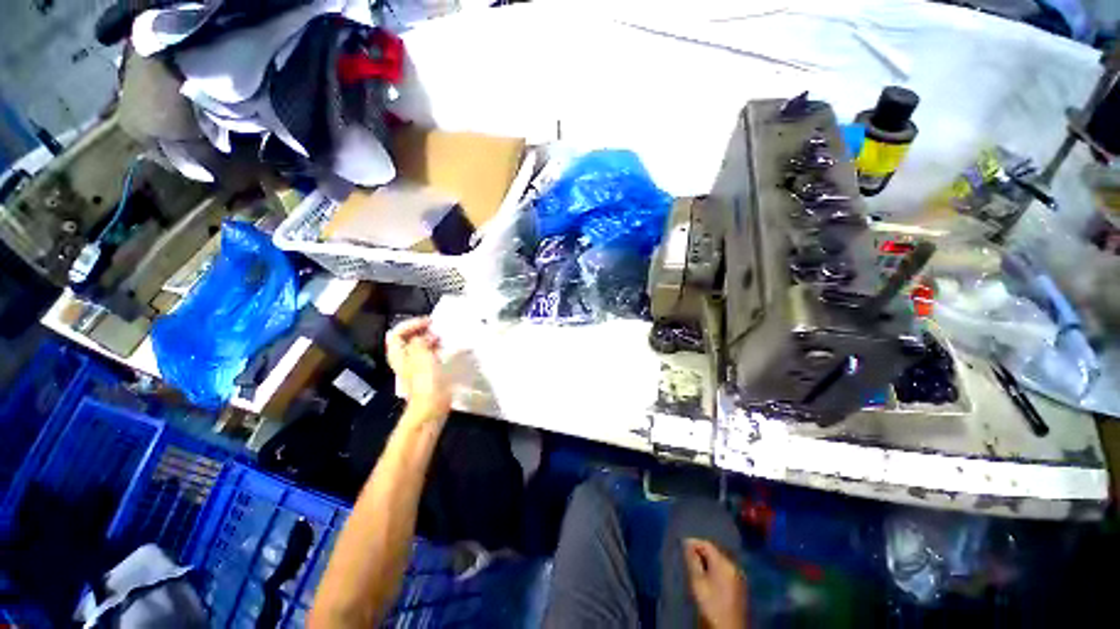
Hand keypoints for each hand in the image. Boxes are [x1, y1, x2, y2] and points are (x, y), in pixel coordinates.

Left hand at [386, 317, 450, 424]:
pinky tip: (446, 350)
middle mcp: (404, 360)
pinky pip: (429, 356)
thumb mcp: (422, 355)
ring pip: (419, 347)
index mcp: (399, 355)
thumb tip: (424, 337)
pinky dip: (436, 350)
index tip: (428, 322)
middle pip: (407, 339)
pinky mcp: (426, 374)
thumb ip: (420, 341)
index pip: (397, 333)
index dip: (411, 324)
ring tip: (442, 338)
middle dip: (421, 331)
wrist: (431, 406)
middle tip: (436, 328)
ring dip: (430, 340)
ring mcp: (415, 367)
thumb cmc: (425, 380)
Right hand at [684, 539, 748, 628]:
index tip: (681, 546)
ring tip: (695, 568)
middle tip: (687, 558)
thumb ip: (692, 560)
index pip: (707, 544)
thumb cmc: (710, 605)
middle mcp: (734, 566)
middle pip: (714, 551)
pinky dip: (714, 570)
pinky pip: (724, 570)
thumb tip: (686, 543)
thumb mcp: (697, 582)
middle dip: (700, 552)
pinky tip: (707, 578)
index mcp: (725, 563)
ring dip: (707, 562)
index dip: (693, 543)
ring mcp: (739, 577)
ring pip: (719, 561)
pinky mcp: (739, 587)